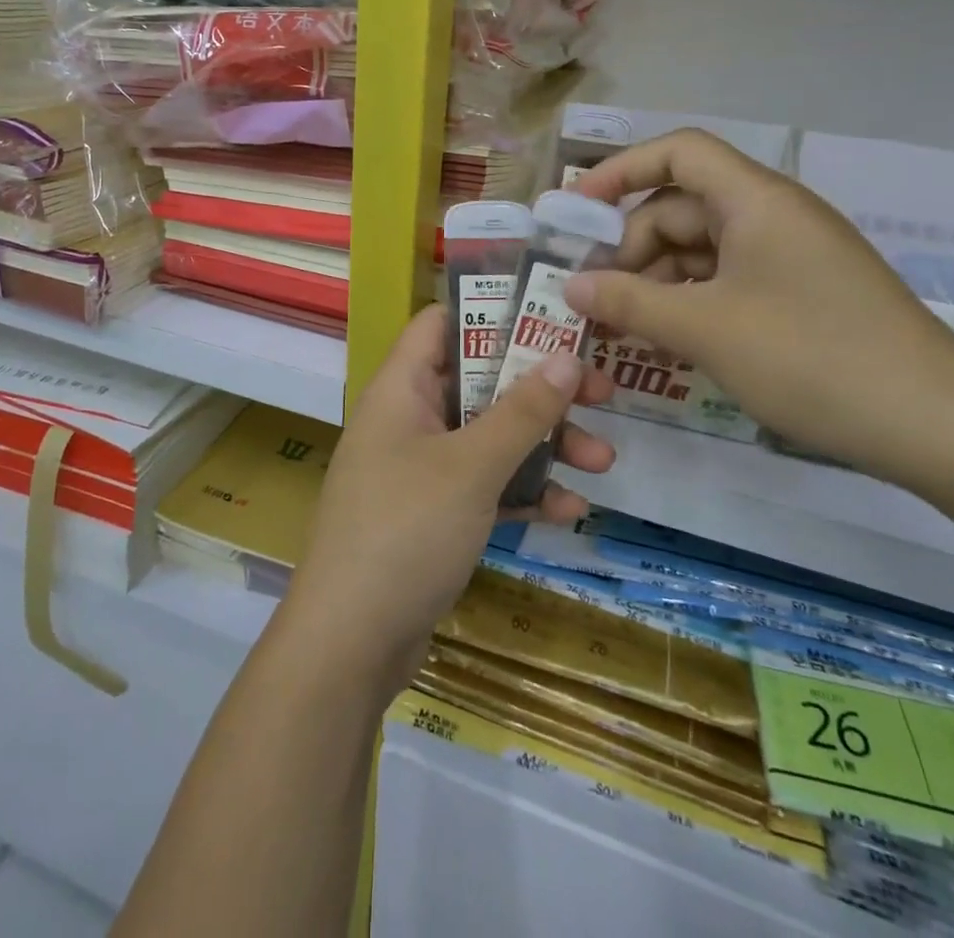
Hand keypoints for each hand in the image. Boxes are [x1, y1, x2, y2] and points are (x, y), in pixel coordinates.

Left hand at [279, 304, 614, 694]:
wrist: (350, 644)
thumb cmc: (406, 530)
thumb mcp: (471, 466)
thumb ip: (522, 410)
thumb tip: (566, 355)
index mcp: (402, 388)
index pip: (443, 323)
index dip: (493, 311)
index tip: (552, 314)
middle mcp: (409, 419)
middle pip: (480, 381)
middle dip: (539, 388)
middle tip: (600, 392)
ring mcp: (421, 469)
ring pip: (489, 437)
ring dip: (543, 445)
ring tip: (603, 461)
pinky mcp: (434, 514)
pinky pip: (485, 486)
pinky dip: (523, 492)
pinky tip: (570, 511)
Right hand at [563, 129, 953, 481]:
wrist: (937, 425)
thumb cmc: (812, 357)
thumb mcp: (706, 329)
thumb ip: (629, 301)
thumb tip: (570, 286)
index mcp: (755, 200)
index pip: (678, 152)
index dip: (621, 170)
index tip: (576, 210)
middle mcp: (771, 216)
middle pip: (680, 208)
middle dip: (630, 247)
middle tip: (592, 298)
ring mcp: (788, 257)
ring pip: (700, 251)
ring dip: (655, 282)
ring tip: (620, 328)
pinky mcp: (798, 295)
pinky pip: (725, 282)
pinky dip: (688, 303)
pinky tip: (664, 341)